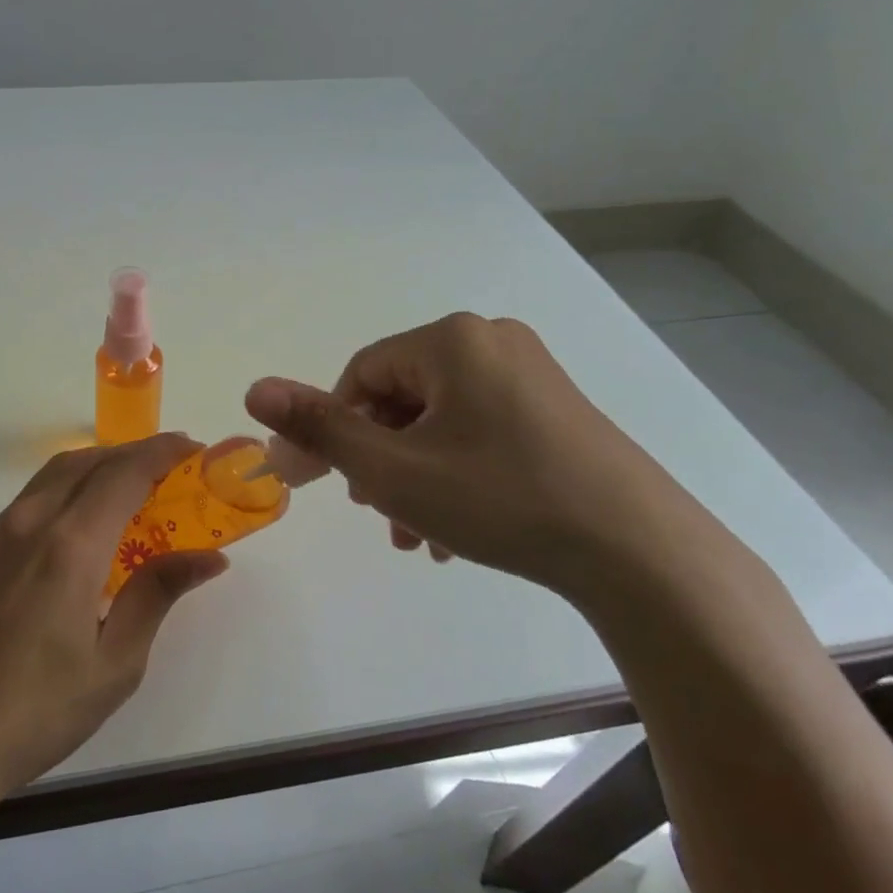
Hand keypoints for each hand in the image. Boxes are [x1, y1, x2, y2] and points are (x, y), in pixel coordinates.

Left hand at [0, 433, 226, 811]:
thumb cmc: (32, 713)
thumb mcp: (113, 664)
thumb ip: (157, 595)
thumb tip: (208, 556)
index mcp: (69, 544)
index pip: (124, 472)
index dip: (161, 452)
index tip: (191, 448)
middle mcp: (28, 523)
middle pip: (85, 461)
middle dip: (130, 453)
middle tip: (166, 470)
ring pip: (50, 477)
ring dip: (94, 468)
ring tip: (125, 493)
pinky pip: (24, 504)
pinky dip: (61, 494)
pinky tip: (71, 534)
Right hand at [244, 313, 695, 601]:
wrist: (639, 552)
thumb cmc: (500, 499)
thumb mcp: (394, 469)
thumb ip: (318, 428)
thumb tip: (253, 389)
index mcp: (451, 341)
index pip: (362, 375)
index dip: (332, 428)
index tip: (320, 483)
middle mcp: (491, 342)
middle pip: (401, 397)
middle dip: (377, 458)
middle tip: (374, 512)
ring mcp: (530, 375)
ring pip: (440, 421)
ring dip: (413, 475)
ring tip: (414, 535)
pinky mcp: (556, 411)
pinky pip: (479, 431)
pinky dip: (454, 474)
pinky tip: (456, 531)